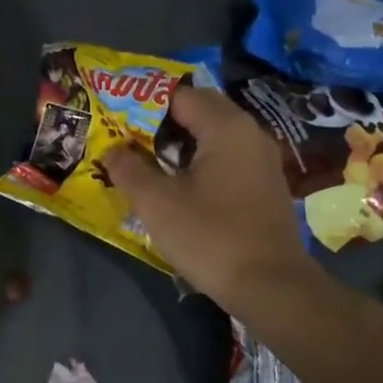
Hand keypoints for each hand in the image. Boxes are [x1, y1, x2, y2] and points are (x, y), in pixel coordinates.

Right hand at [101, 85, 322, 305]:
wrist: (271, 287)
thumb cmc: (210, 236)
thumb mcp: (157, 203)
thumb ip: (129, 168)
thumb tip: (112, 149)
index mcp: (226, 127)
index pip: (179, 95)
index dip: (143, 102)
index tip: (115, 116)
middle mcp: (249, 133)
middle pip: (199, 110)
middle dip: (161, 119)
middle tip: (126, 135)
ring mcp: (261, 160)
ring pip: (213, 134)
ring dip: (179, 141)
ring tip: (144, 158)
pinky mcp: (264, 185)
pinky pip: (225, 156)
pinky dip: (198, 160)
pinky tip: (176, 182)